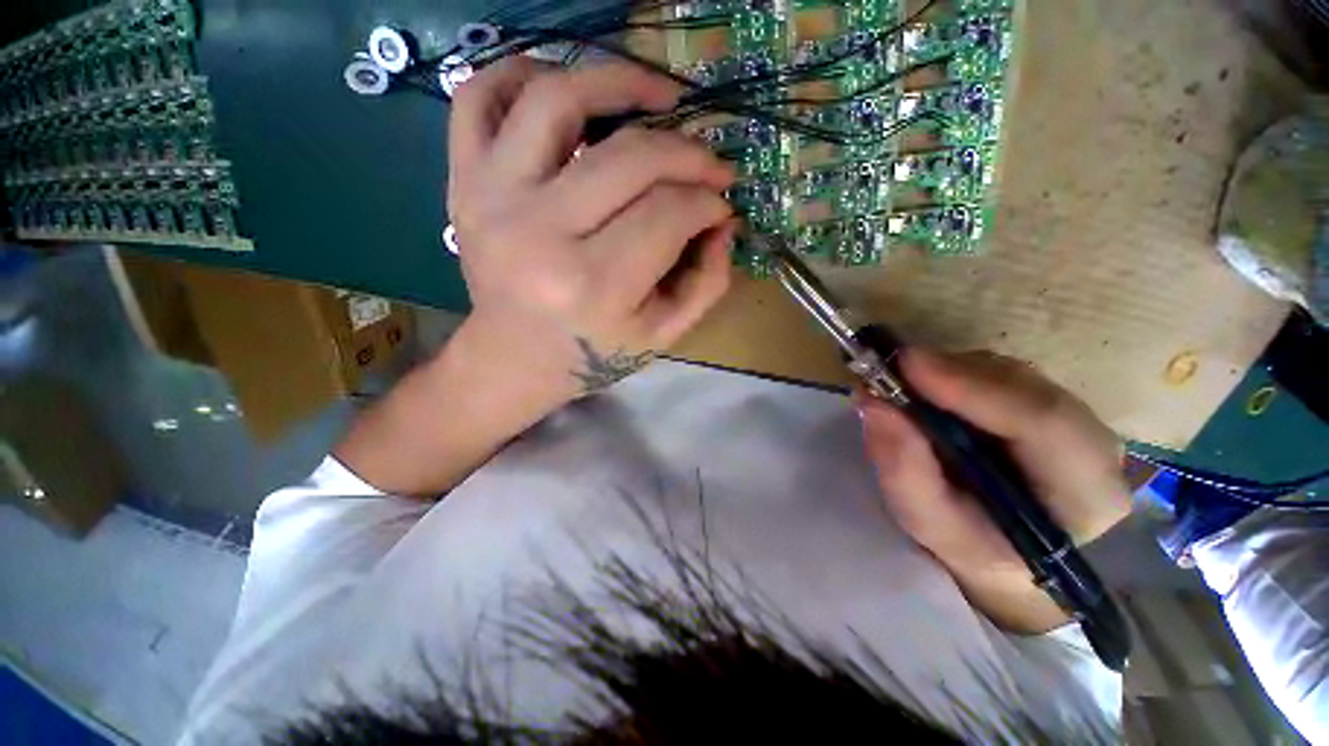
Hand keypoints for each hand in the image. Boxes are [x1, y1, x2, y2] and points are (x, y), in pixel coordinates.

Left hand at [448, 57, 737, 397]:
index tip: (721, 204)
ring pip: (557, 99)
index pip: (668, 214)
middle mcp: (539, 233)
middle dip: (686, 151)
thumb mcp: (663, 334)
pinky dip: (523, 73)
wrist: (514, 358)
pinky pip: (479, 96)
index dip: (707, 201)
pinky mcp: (463, 182)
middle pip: (629, 157)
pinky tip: (567, 89)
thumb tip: (724, 220)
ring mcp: (491, 198)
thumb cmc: (593, 353)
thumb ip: (707, 280)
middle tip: (709, 162)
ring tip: (658, 95)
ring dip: (619, 79)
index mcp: (593, 285)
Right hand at [857, 349, 1130, 633]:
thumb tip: (873, 403)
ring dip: (947, 373)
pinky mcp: (1048, 402)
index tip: (906, 366)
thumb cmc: (975, 546)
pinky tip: (929, 394)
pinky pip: (998, 374)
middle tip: (889, 372)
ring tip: (902, 389)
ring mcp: (1075, 416)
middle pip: (1024, 387)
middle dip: (950, 375)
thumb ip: (904, 471)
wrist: (1015, 554)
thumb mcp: (932, 525)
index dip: (973, 388)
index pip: (1043, 422)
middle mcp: (1092, 442)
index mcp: (1084, 491)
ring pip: (1007, 374)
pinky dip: (953, 375)